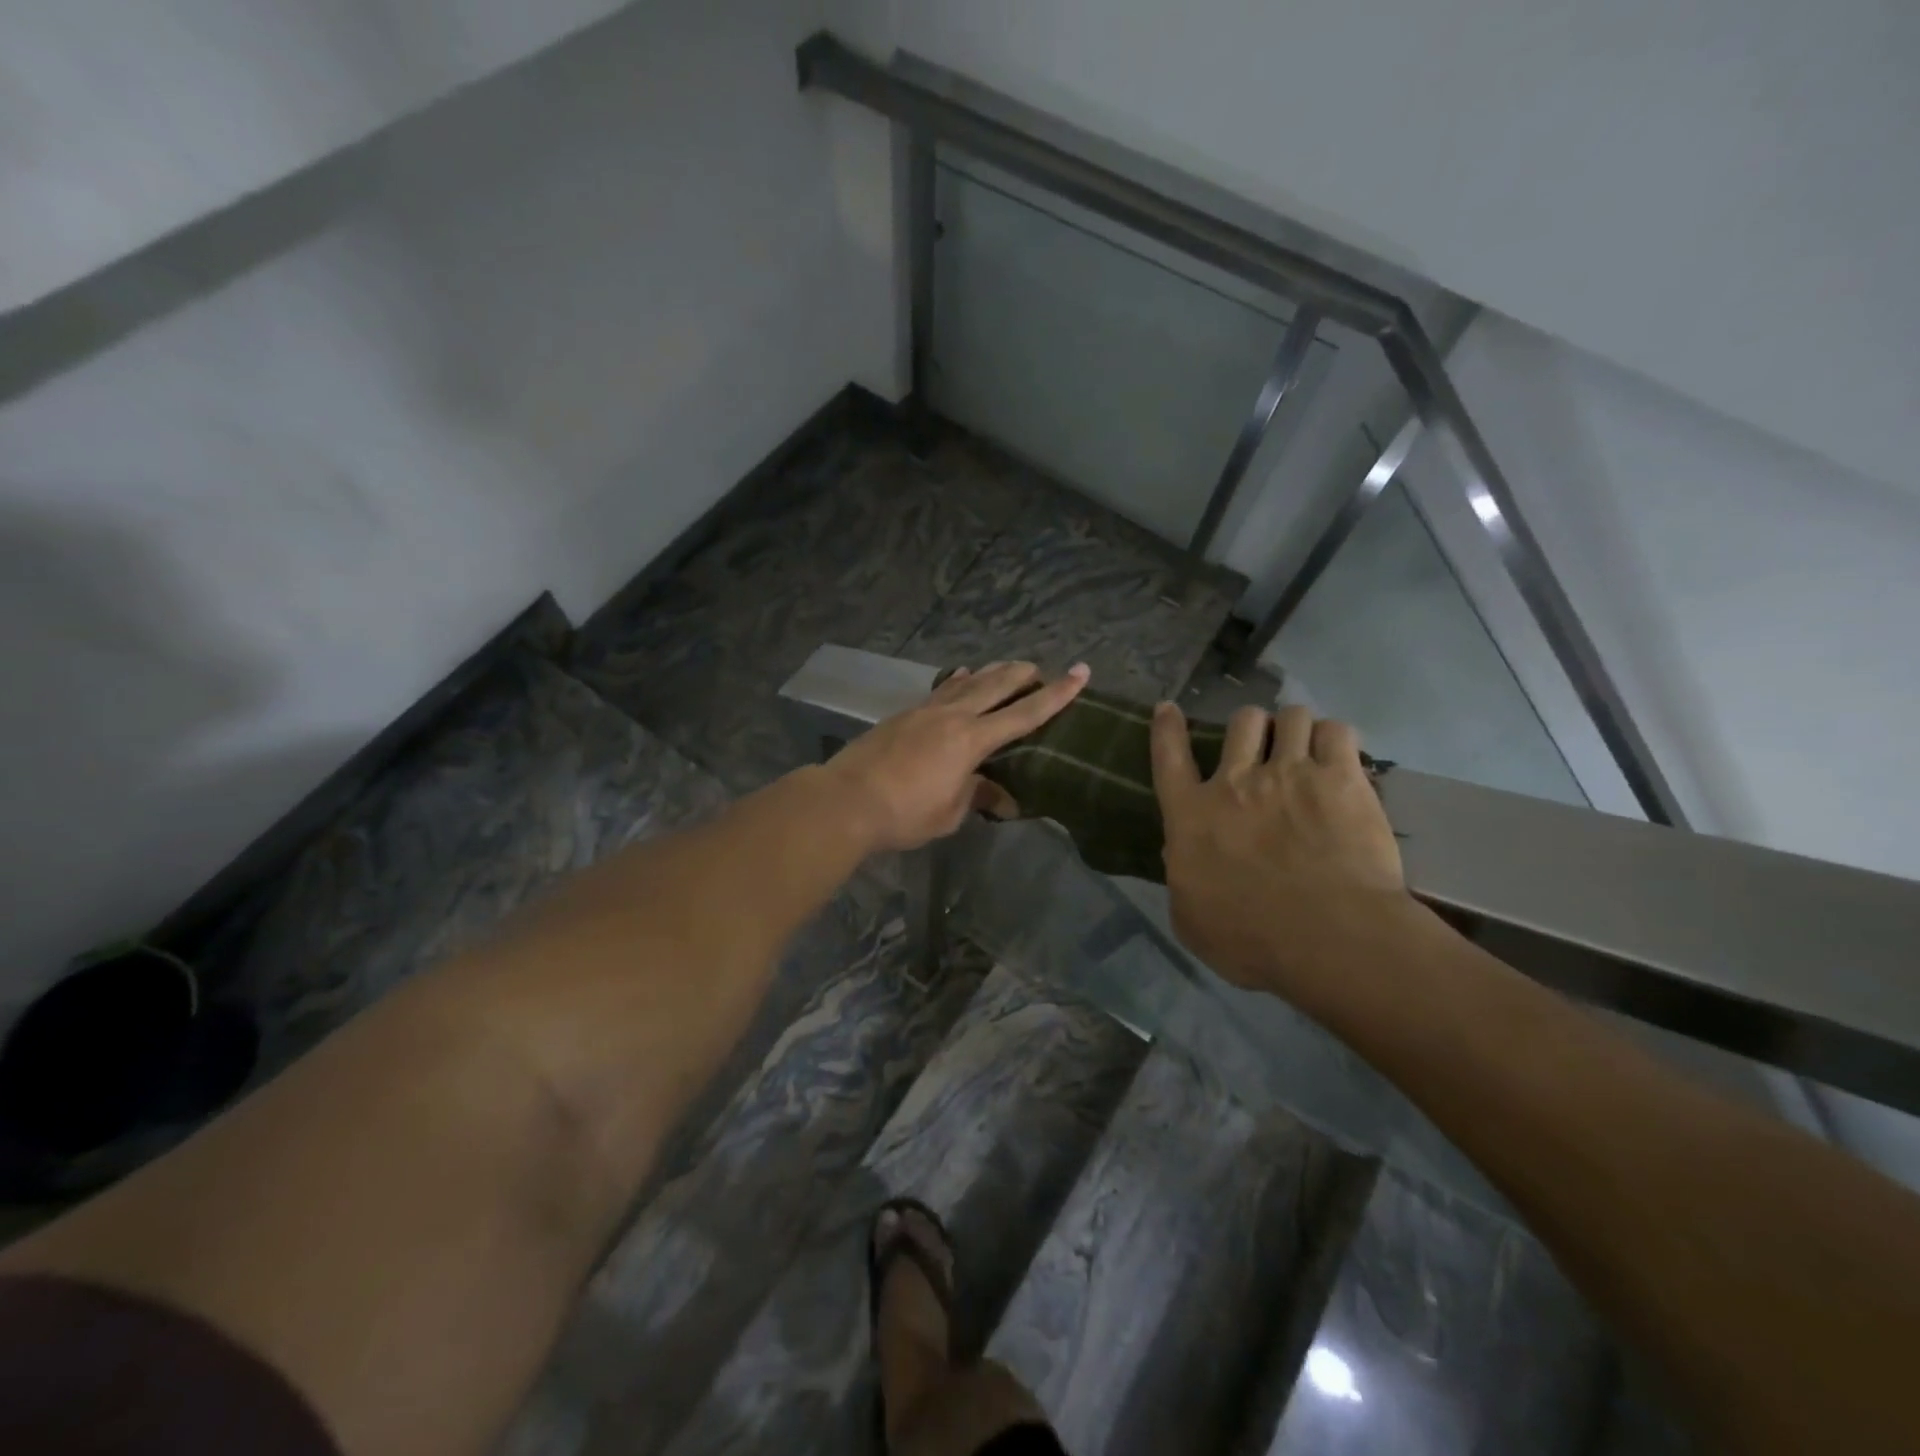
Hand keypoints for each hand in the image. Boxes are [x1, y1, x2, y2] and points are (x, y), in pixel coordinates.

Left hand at [827, 661, 1090, 852]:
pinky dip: (956, 681)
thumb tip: (1004, 799)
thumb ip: (978, 797)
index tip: (1080, 673)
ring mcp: (925, 711)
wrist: (846, 800)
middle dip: (1021, 675)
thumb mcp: (949, 813)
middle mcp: (952, 716)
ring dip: (990, 673)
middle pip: (995, 686)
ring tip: (1006, 666)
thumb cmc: (904, 813)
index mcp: (972, 740)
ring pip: (966, 682)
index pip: (1024, 714)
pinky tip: (960, 675)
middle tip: (1040, 667)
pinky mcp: (904, 715)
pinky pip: (940, 690)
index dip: (1056, 694)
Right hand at [1150, 701, 1407, 993]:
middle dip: (1252, 727)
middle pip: (1242, 721)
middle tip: (1264, 747)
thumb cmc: (1250, 939)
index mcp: (1193, 814)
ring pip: (1292, 716)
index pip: (1170, 756)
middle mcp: (1237, 781)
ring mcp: (1291, 773)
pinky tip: (1339, 756)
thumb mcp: (1190, 918)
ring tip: (1306, 746)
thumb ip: (1182, 879)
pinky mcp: (1341, 779)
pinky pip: (1337, 731)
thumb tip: (1181, 855)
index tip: (1168, 709)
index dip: (1167, 728)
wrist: (1328, 938)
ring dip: (1295, 728)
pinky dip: (1335, 738)